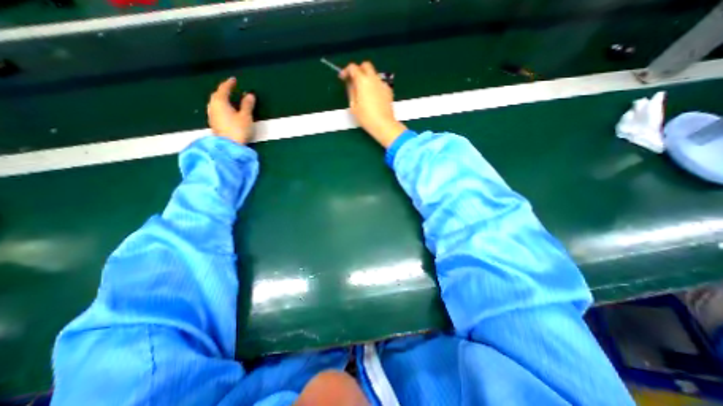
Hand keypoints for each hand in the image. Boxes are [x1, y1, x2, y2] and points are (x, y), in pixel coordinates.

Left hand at [206, 75, 256, 143]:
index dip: (229, 84)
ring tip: (230, 100)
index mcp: (220, 102)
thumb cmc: (238, 129)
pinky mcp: (214, 123)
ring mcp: (212, 115)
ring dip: (222, 100)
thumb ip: (247, 105)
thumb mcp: (246, 116)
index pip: (223, 89)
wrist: (229, 146)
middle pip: (217, 95)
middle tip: (231, 89)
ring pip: (215, 103)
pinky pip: (217, 110)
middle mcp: (213, 106)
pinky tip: (227, 111)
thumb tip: (249, 95)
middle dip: (224, 91)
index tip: (234, 80)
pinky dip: (222, 107)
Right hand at [339, 62, 405, 146]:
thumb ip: (351, 90)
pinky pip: (380, 83)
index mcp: (363, 81)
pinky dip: (374, 85)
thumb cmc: (366, 117)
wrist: (383, 124)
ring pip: (374, 74)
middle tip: (354, 80)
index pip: (353, 67)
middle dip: (359, 70)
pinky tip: (373, 97)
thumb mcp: (353, 105)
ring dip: (367, 78)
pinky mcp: (388, 90)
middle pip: (366, 65)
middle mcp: (373, 78)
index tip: (343, 77)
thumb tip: (350, 83)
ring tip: (363, 91)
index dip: (346, 71)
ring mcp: (382, 84)